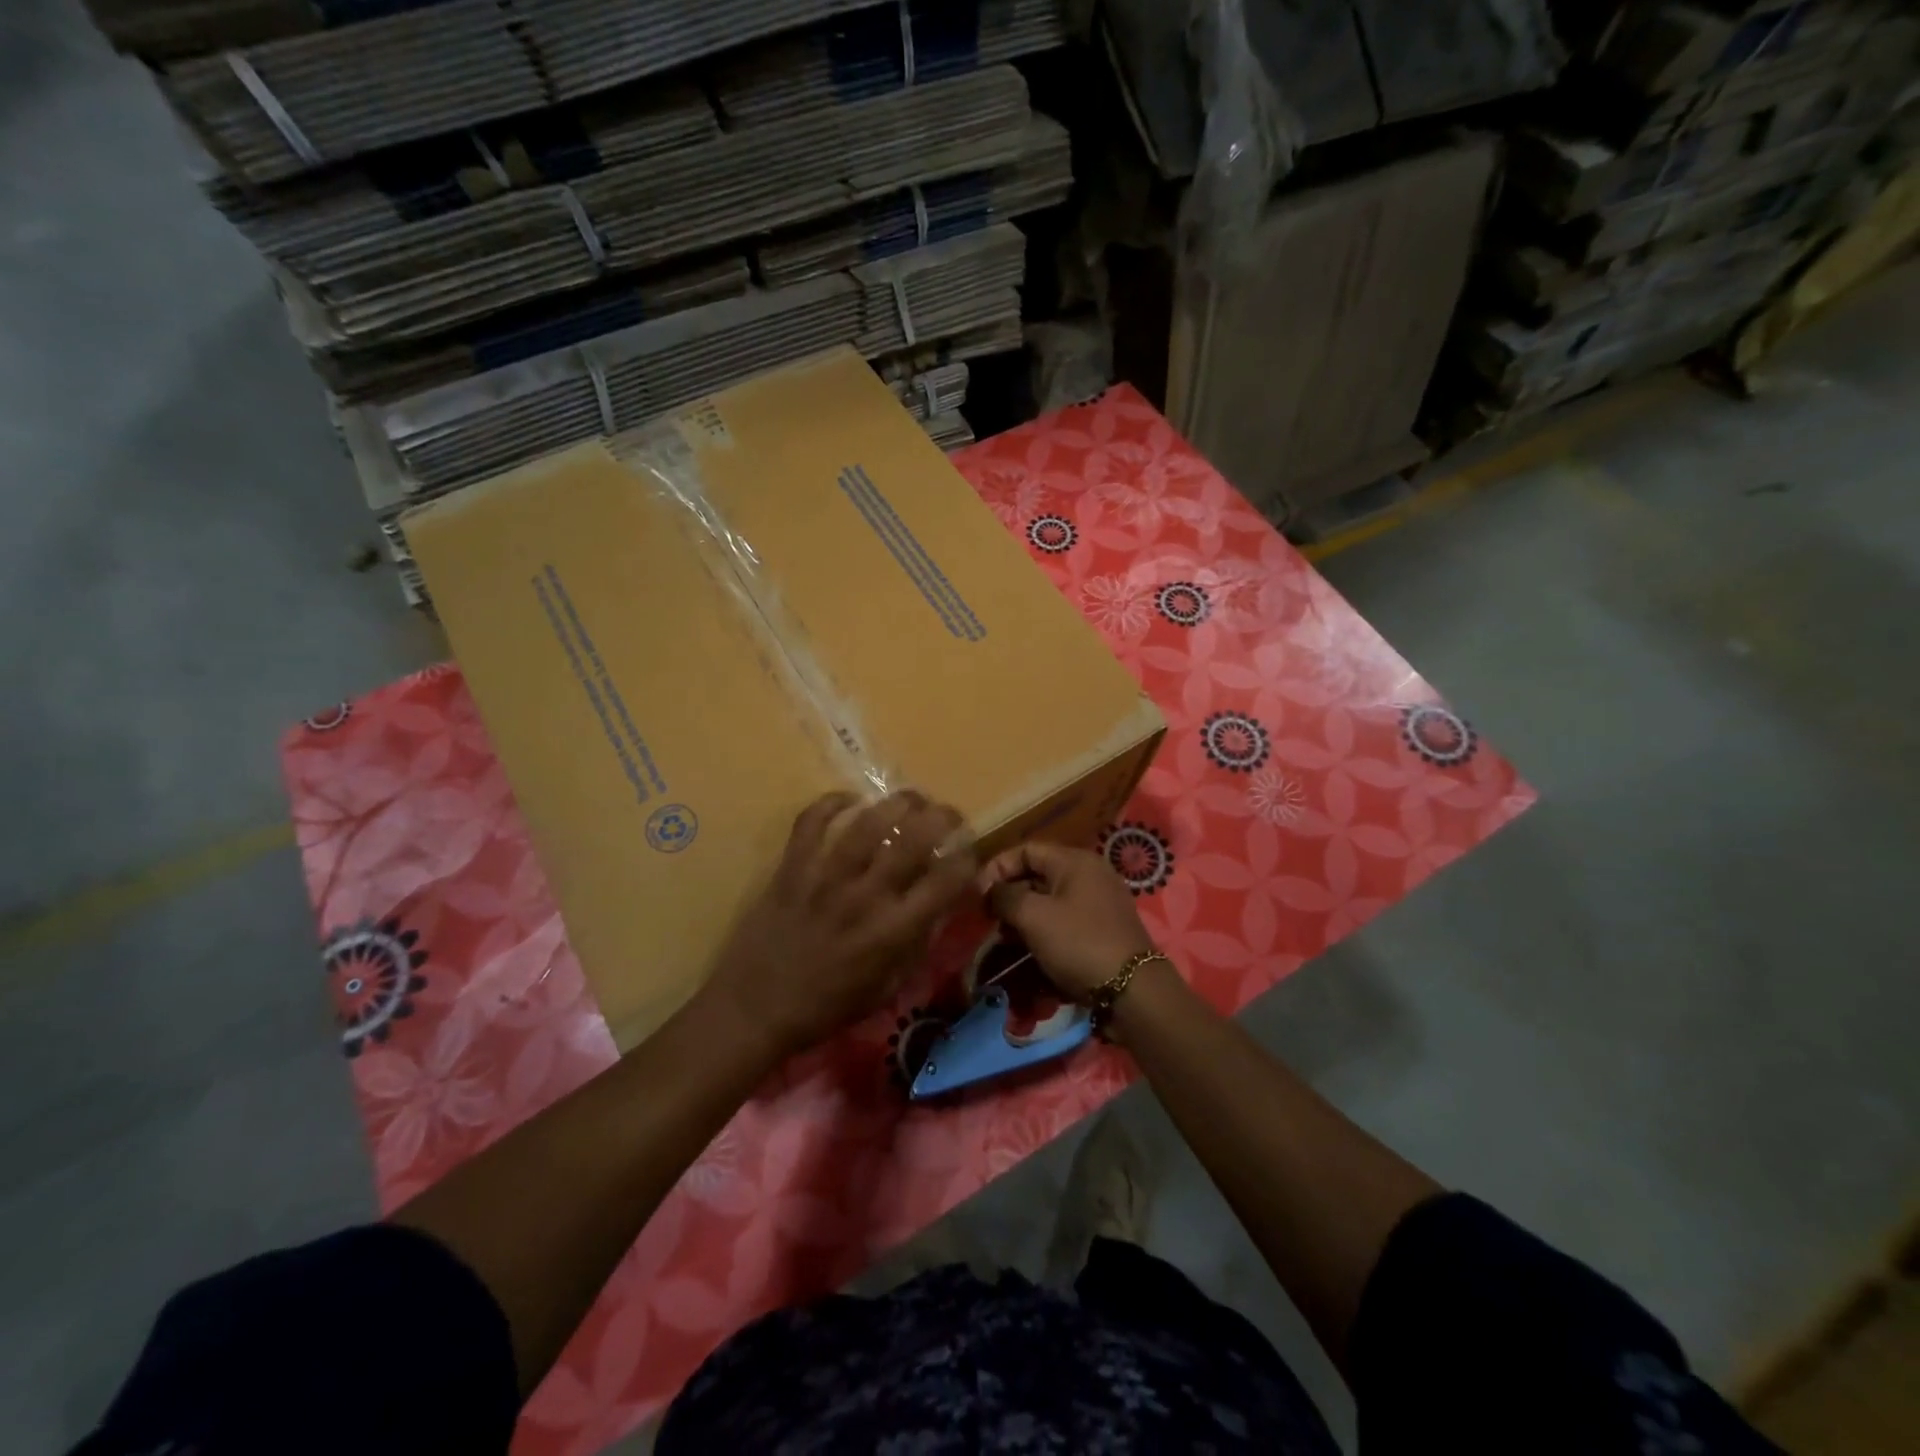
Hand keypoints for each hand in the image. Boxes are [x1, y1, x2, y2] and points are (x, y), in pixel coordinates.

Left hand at [704, 790, 977, 1058]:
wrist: (754, 1008)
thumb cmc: (825, 1007)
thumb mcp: (886, 989)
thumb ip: (915, 946)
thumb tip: (938, 909)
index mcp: (893, 931)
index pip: (945, 881)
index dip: (967, 858)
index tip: (969, 851)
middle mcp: (865, 896)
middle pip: (914, 839)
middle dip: (941, 817)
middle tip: (947, 813)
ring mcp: (825, 877)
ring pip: (867, 822)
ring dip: (896, 803)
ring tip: (910, 798)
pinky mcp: (791, 868)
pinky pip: (811, 822)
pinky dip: (831, 803)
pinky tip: (849, 799)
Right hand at [976, 842, 1154, 998]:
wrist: (1132, 990)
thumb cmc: (1079, 944)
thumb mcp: (1034, 917)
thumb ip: (1005, 897)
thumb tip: (991, 891)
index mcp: (1074, 861)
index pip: (1025, 850)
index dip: (997, 868)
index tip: (978, 896)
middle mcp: (1089, 874)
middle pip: (1037, 874)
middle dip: (1009, 895)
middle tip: (989, 920)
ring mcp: (1099, 901)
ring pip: (1049, 899)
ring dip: (1023, 916)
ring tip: (1006, 939)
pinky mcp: (1103, 928)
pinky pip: (1064, 919)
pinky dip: (1043, 929)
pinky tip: (1030, 950)